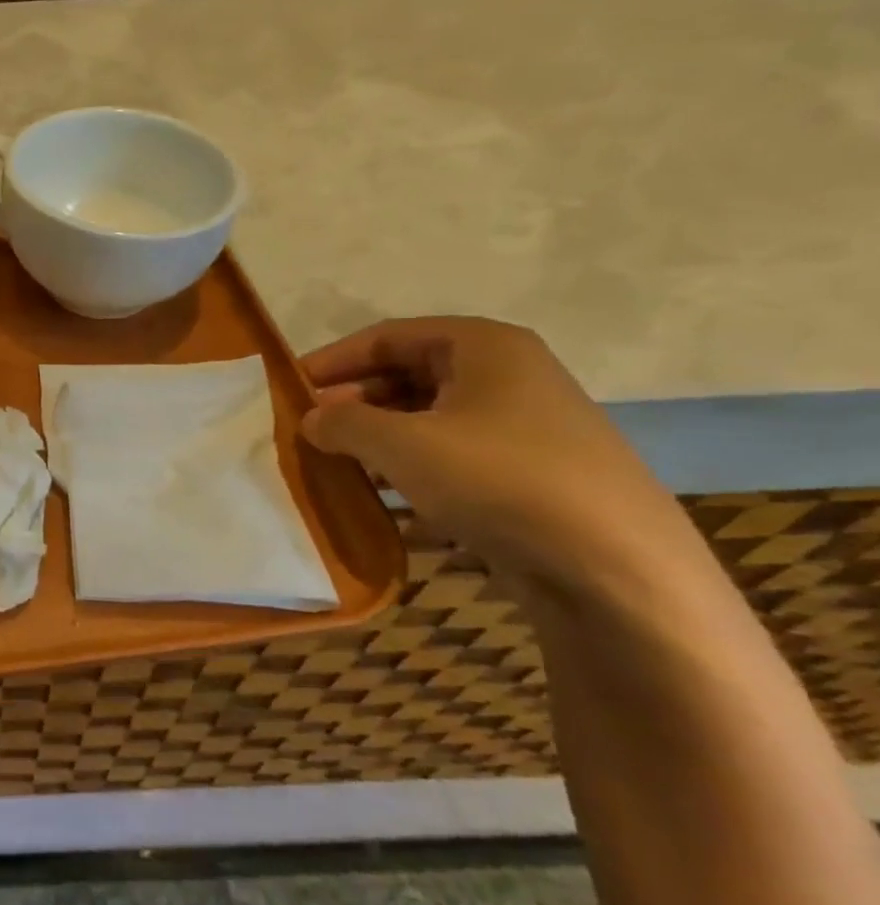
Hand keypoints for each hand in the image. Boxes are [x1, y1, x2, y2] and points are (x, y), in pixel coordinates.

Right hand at [300, 318, 699, 596]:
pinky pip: (453, 455)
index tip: (289, 388)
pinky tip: (383, 496)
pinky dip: (411, 467)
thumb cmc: (498, 479)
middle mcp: (508, 375)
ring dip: (378, 437)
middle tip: (310, 430)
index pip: (387, 337)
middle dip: (354, 401)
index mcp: (484, 347)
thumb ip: (343, 423)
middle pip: (408, 374)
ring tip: (336, 463)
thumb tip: (311, 420)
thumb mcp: (401, 444)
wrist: (615, 568)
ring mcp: (524, 426)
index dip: (333, 360)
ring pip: (429, 418)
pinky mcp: (530, 473)